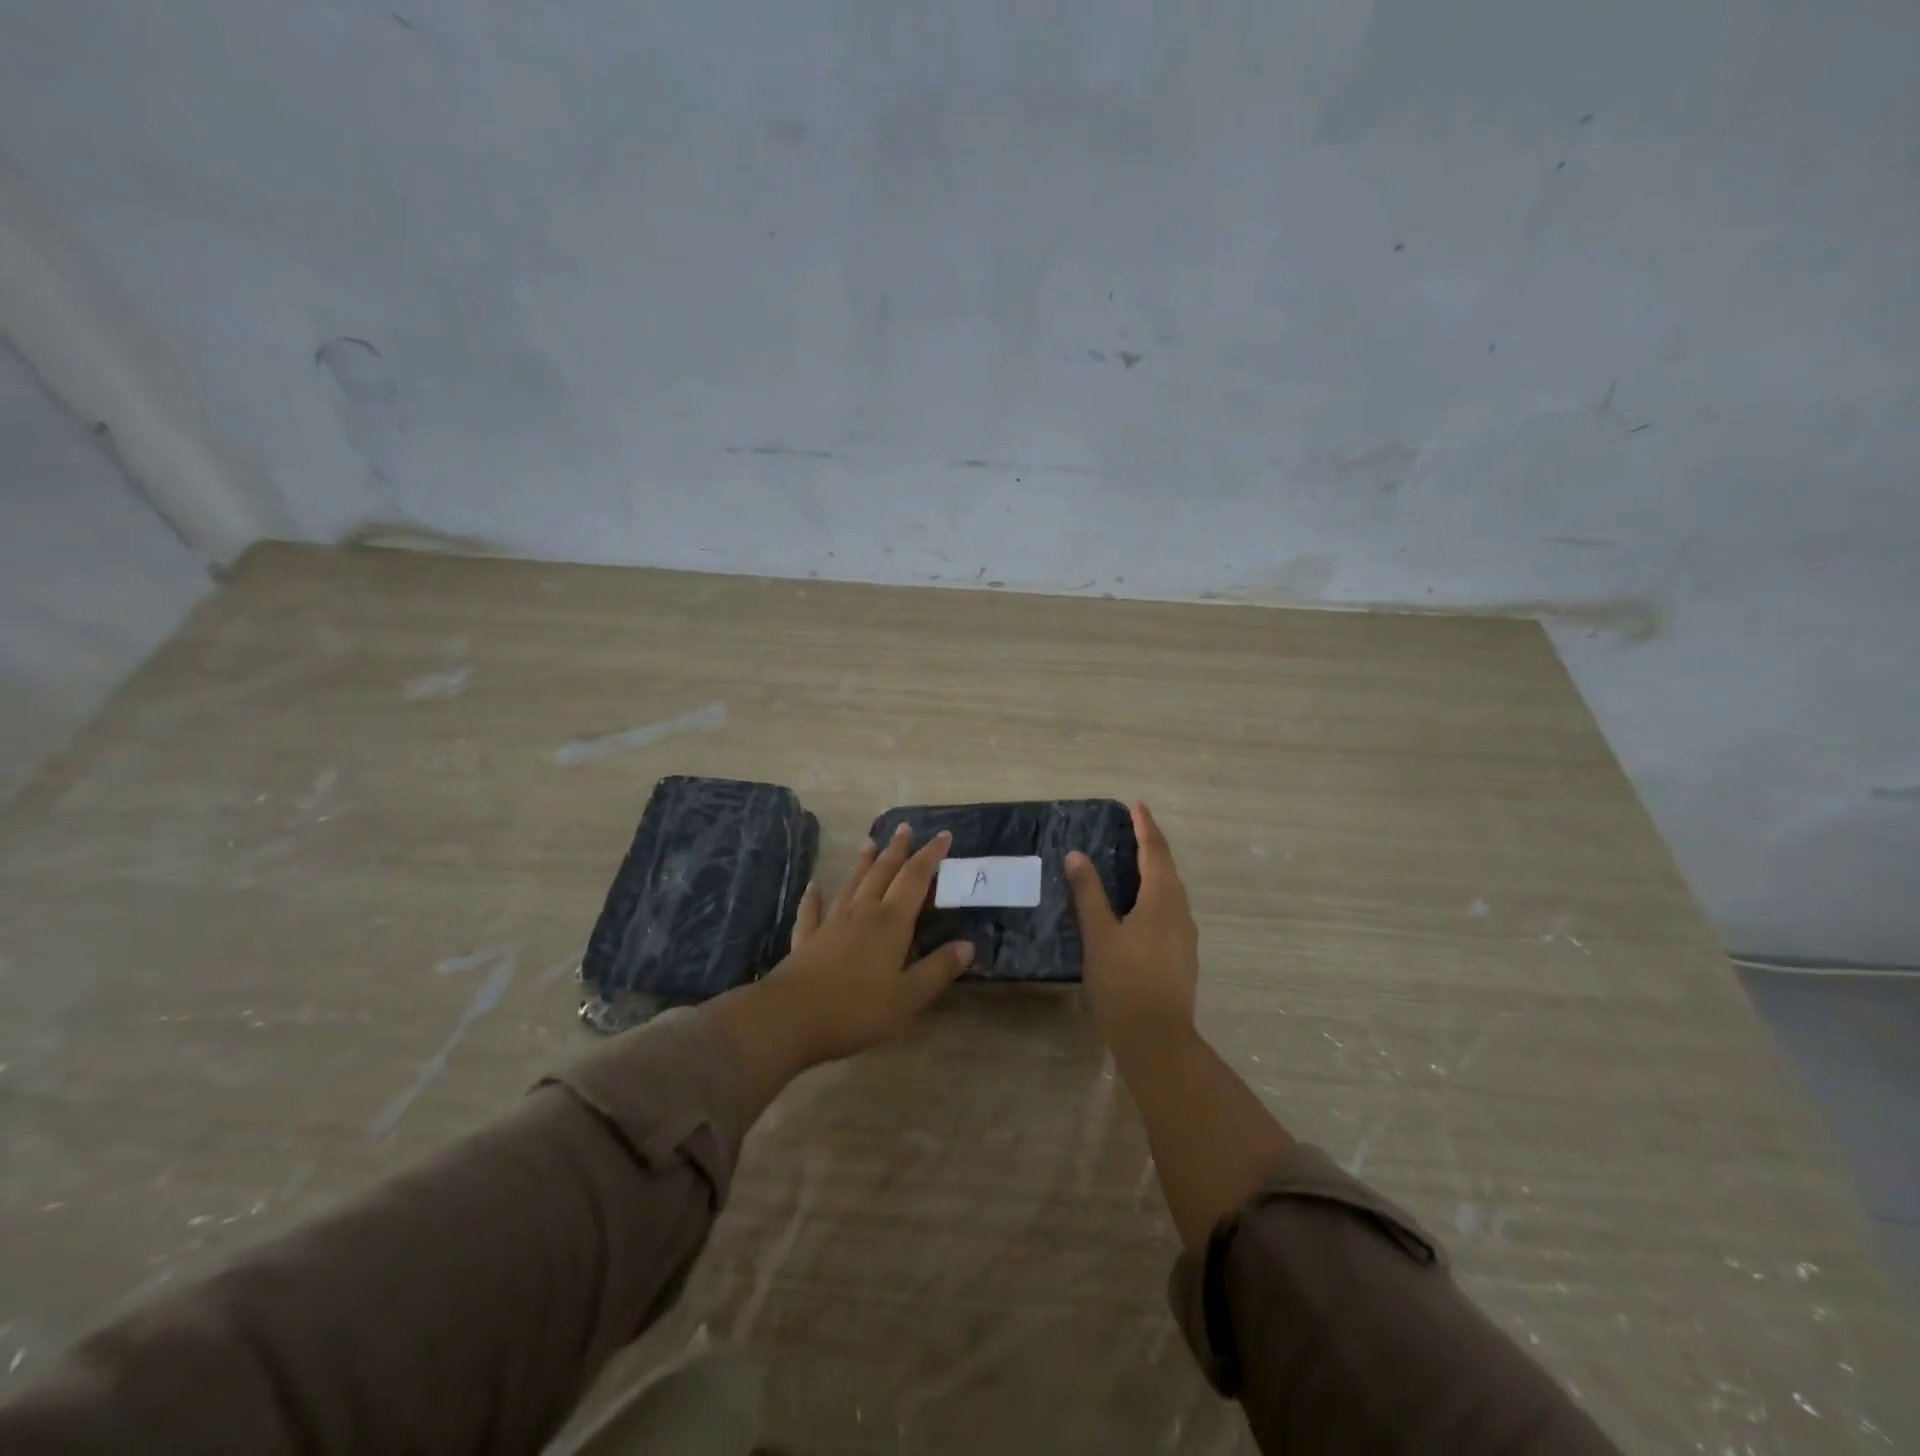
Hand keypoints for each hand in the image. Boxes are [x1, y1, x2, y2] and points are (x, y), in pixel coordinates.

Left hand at [762, 824, 975, 1064]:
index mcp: (891, 923)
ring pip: (851, 884)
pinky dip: (814, 897)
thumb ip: (938, 969)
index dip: (931, 856)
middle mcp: (862, 913)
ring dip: (863, 863)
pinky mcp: (807, 940)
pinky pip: (812, 911)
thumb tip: (968, 945)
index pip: (915, 879)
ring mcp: (831, 924)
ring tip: (869, 843)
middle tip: (905, 828)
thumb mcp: (908, 997)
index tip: (943, 835)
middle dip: (897, 850)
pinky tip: (813, 887)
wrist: (791, 1017)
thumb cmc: (857, 1009)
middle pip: (883, 873)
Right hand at [1066, 802, 1199, 1058]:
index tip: (1136, 806)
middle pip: (1167, 869)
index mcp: (1162, 900)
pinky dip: (1154, 896)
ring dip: (1154, 872)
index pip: (1155, 852)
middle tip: (1132, 829)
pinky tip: (1137, 908)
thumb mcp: (1099, 935)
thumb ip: (1088, 893)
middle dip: (1151, 846)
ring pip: (1170, 892)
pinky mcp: (1182, 957)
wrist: (1158, 1041)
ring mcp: (1185, 937)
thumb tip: (1077, 855)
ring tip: (1131, 863)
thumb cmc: (1124, 982)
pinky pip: (1169, 911)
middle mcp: (1180, 912)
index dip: (1146, 827)